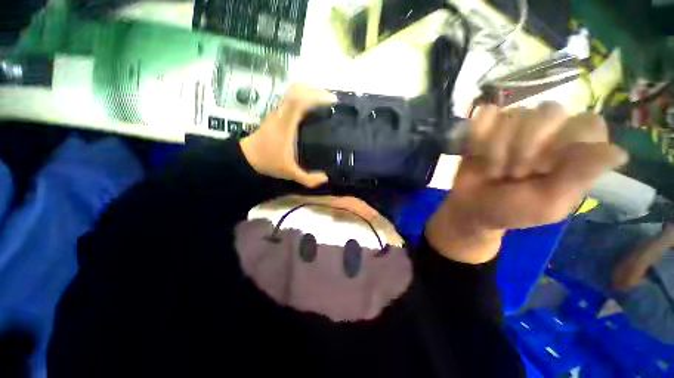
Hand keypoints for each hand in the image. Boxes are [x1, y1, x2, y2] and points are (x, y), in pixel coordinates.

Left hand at [240, 84, 337, 186]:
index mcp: (285, 125)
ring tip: (324, 98)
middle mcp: (281, 113)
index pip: (299, 101)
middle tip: (331, 98)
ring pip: (291, 90)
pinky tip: (311, 104)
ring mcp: (277, 111)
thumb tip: (326, 179)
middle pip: (296, 90)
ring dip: (309, 90)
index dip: (316, 96)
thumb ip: (308, 179)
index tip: (332, 100)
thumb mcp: (289, 173)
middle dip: (315, 89)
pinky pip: (289, 97)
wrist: (247, 157)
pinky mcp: (276, 113)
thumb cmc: (269, 162)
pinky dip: (302, 95)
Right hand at [427, 103, 627, 263]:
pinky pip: (486, 115)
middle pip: (548, 111)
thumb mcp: (549, 203)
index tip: (546, 170)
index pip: (586, 122)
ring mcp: (517, 124)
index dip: (564, 143)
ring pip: (514, 114)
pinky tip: (479, 154)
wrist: (471, 207)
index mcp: (575, 150)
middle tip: (516, 174)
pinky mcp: (488, 125)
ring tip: (495, 169)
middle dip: (525, 148)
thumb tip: (620, 152)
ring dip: (497, 149)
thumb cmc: (511, 209)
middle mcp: (551, 130)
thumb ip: (580, 177)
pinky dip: (479, 137)